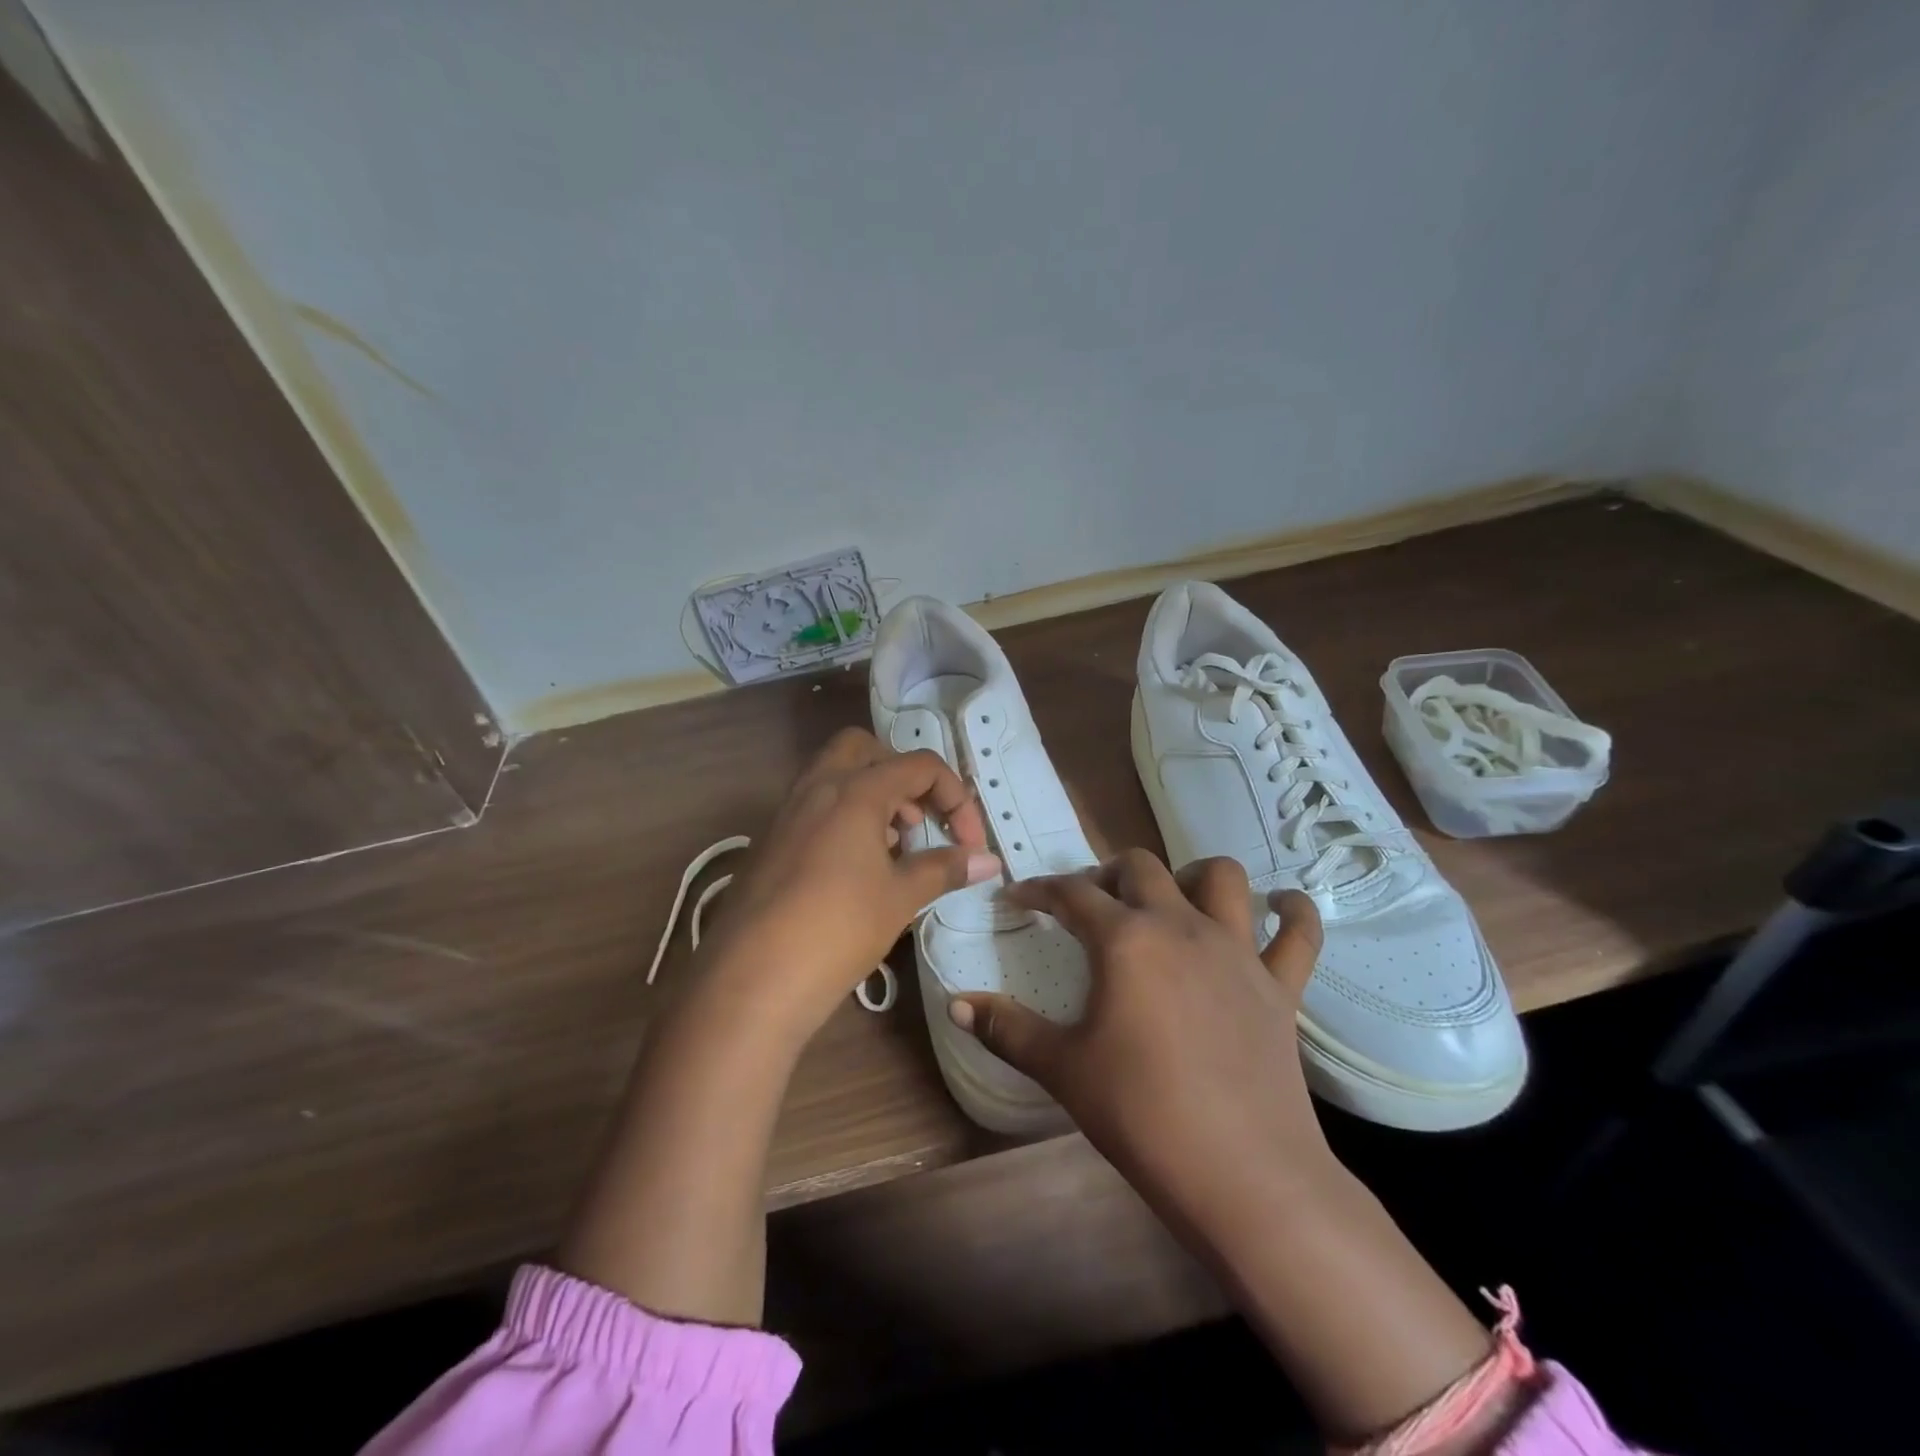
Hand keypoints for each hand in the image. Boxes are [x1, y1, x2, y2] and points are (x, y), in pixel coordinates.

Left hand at [701, 727, 997, 1036]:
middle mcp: (816, 787)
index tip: (969, 844)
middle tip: (919, 820)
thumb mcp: (900, 898)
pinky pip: (813, 807)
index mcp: (855, 791)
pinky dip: (842, 818)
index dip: (956, 798)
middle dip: (901, 775)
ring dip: (871, 796)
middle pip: (866, 749)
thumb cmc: (838, 930)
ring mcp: (786, 813)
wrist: (751, 980)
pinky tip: (854, 870)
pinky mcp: (769, 841)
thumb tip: (989, 861)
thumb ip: (945, 869)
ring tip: (893, 848)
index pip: (920, 766)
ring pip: (834, 776)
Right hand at [948, 850, 1331, 1210]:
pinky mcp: (1280, 984)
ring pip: (1221, 877)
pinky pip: (1298, 932)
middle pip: (1141, 867)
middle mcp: (1181, 926)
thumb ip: (1005, 1029)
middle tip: (1090, 904)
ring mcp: (1237, 951)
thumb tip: (955, 1003)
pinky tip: (1278, 908)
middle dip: (1107, 873)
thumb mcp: (1062, 1069)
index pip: (1071, 893)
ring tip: (1172, 898)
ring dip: (1192, 874)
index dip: (1039, 889)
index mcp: (1125, 940)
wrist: (1241, 1174)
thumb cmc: (1140, 1114)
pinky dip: (1290, 912)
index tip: (1019, 898)